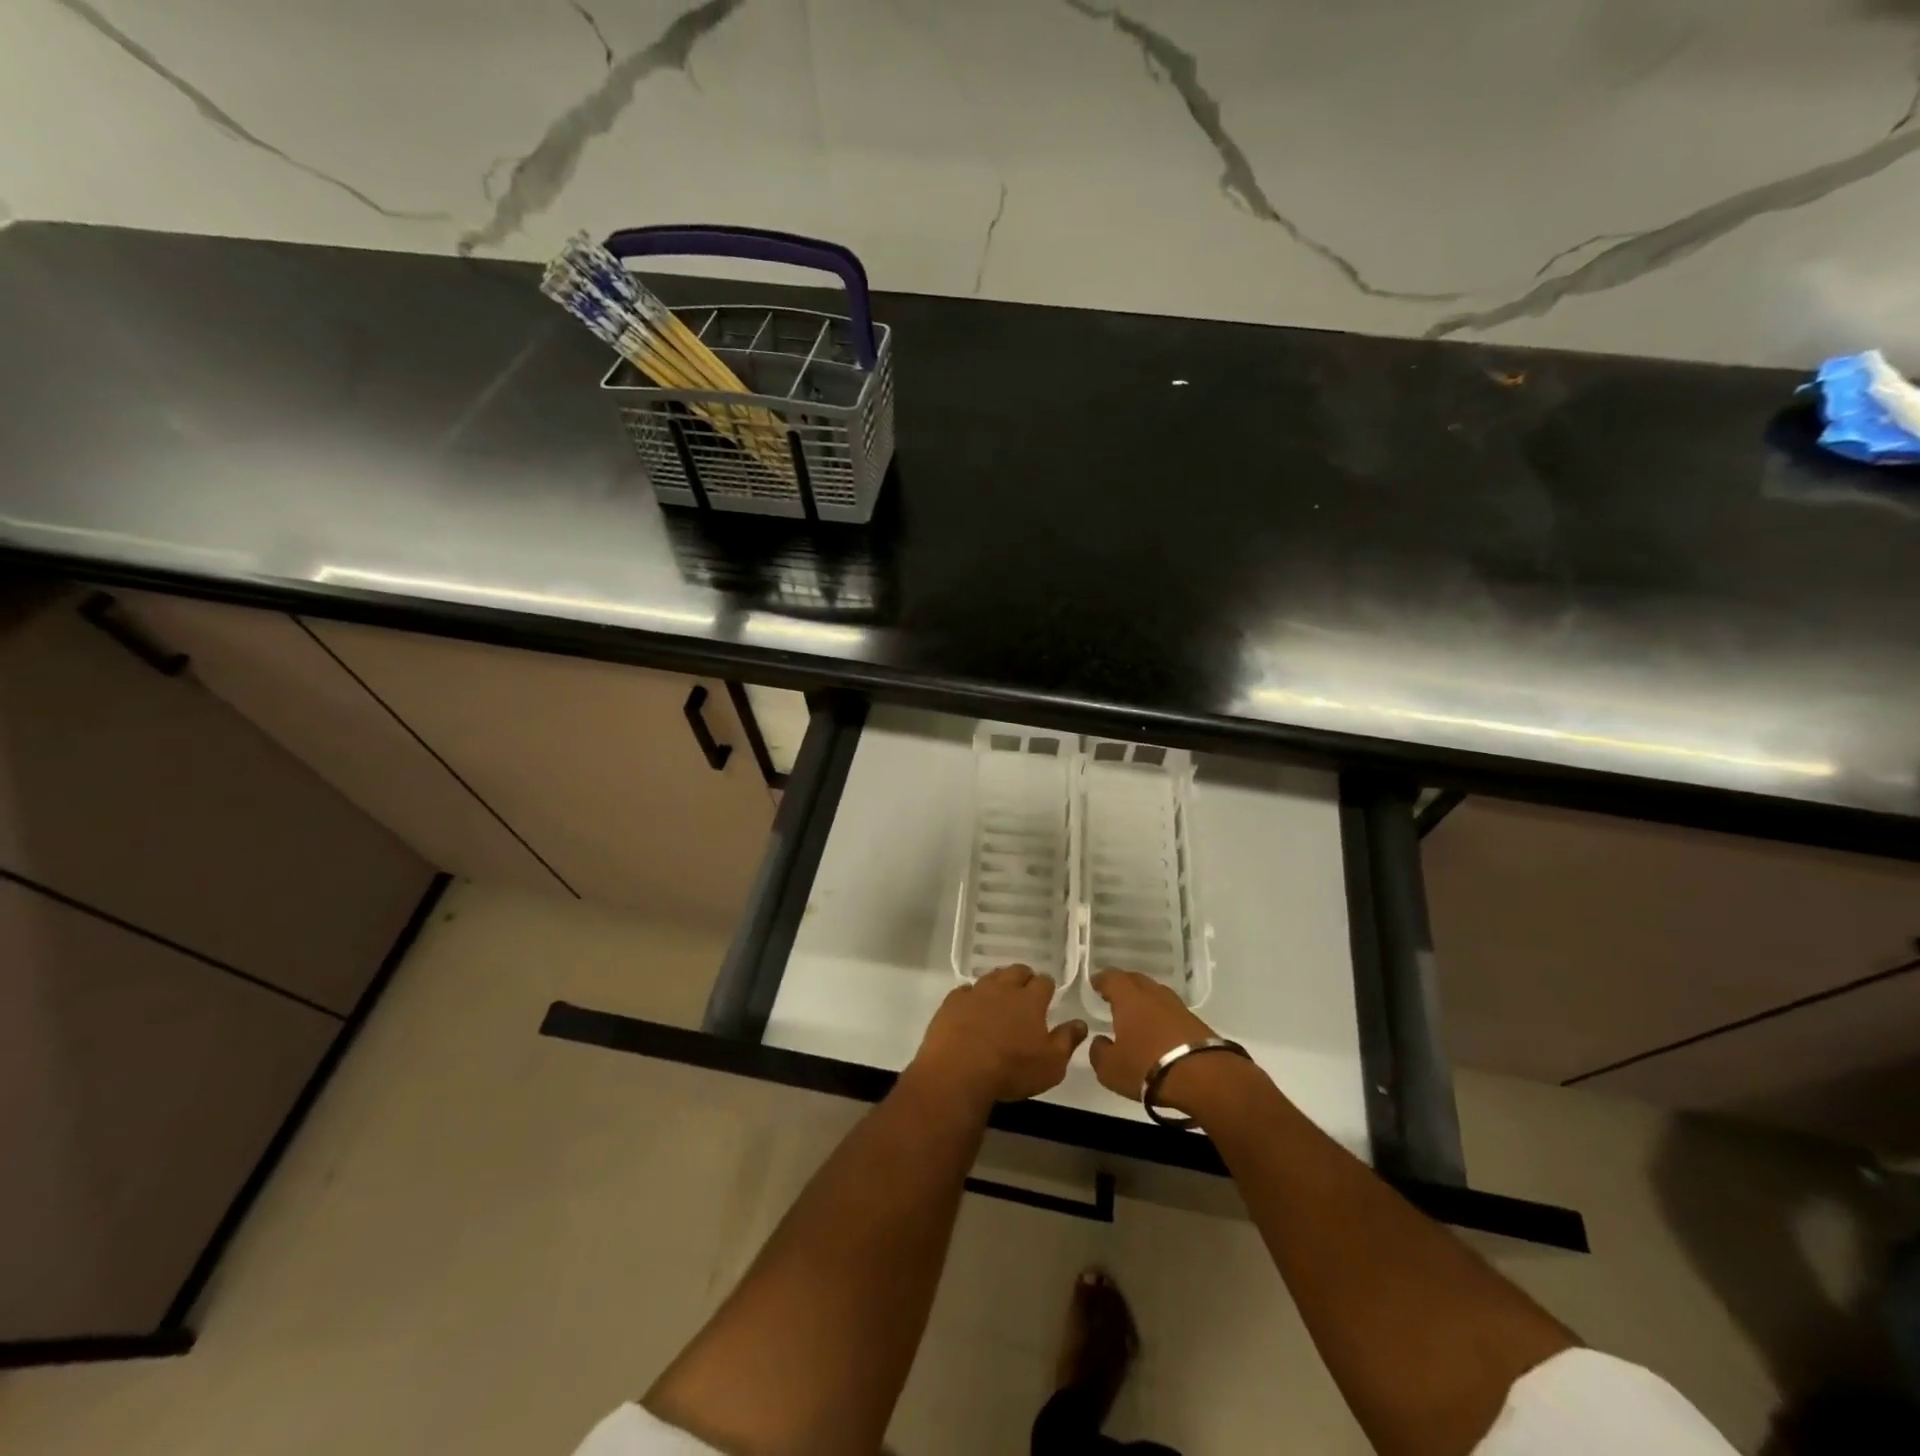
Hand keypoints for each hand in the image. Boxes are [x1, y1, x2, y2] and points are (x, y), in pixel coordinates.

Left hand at [908, 965, 1087, 1108]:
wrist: (959, 1071)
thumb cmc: (1011, 1070)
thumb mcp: (1051, 1065)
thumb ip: (1067, 1041)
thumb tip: (1080, 1023)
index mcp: (1030, 1000)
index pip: (1044, 981)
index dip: (1047, 986)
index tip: (1048, 994)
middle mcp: (1004, 988)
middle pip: (1017, 971)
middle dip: (1024, 977)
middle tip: (1025, 991)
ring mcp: (976, 992)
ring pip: (991, 976)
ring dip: (998, 983)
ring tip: (1000, 996)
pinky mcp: (952, 1002)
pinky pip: (965, 991)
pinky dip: (971, 996)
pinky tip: (971, 1007)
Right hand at [1088, 968, 1242, 1113]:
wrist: (1203, 1077)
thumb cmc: (1147, 1067)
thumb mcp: (1110, 1068)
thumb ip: (1099, 1052)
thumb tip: (1100, 1041)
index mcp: (1128, 997)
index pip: (1111, 978)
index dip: (1101, 980)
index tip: (1095, 983)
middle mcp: (1153, 993)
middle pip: (1135, 980)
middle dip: (1123, 985)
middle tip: (1114, 995)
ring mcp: (1177, 1006)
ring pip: (1155, 994)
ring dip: (1145, 1000)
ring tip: (1137, 1013)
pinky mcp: (1196, 1021)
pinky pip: (1171, 1011)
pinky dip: (1161, 1016)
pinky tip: (1159, 1030)